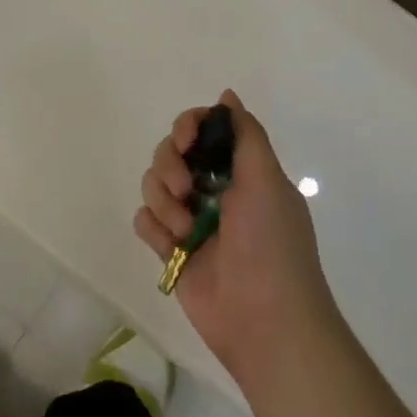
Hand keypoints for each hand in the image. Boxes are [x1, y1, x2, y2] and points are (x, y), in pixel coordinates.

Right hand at [134, 90, 339, 394]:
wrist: (265, 321)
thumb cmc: (271, 245)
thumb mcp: (267, 180)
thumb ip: (245, 134)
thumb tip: (227, 96)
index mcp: (240, 171)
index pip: (203, 131)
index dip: (188, 127)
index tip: (185, 140)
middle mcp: (214, 190)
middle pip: (170, 153)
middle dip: (171, 166)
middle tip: (186, 188)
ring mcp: (191, 220)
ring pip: (153, 185)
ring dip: (165, 203)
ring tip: (187, 231)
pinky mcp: (171, 250)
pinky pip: (145, 220)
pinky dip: (155, 229)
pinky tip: (173, 248)